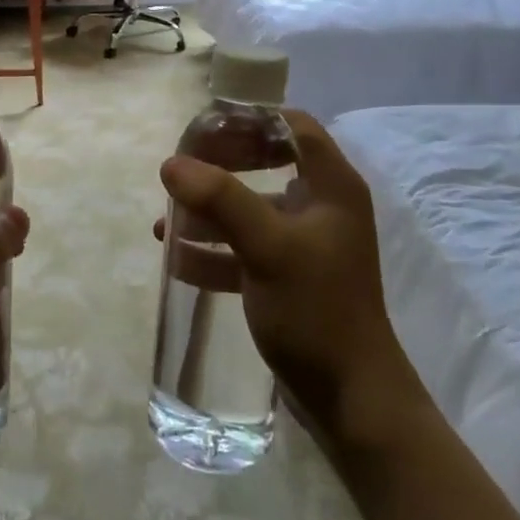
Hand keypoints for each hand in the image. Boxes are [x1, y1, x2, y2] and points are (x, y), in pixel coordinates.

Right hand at [158, 111, 424, 452]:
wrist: (352, 401)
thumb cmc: (316, 309)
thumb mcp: (267, 247)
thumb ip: (220, 200)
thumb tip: (171, 163)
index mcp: (332, 186)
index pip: (292, 125)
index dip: (250, 118)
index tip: (205, 127)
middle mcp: (323, 206)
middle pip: (268, 162)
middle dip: (221, 165)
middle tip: (182, 170)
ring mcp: (307, 244)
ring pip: (253, 209)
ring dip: (211, 212)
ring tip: (167, 222)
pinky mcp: (292, 277)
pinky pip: (248, 249)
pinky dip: (217, 250)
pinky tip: (180, 260)